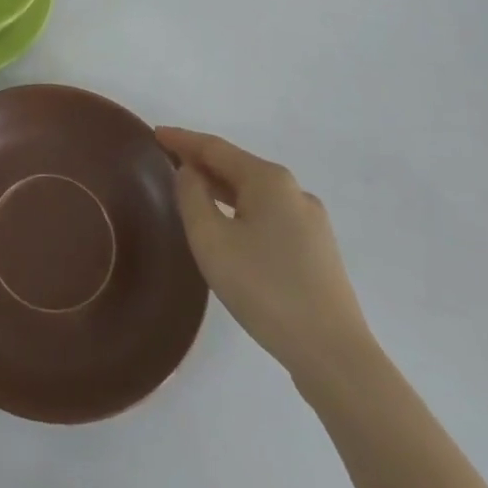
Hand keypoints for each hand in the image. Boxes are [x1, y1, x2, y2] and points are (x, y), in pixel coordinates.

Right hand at [156, 127, 374, 387]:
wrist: (333, 354)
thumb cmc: (264, 289)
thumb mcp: (211, 240)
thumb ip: (192, 197)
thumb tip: (190, 172)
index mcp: (269, 180)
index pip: (215, 148)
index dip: (182, 139)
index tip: (154, 133)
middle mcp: (294, 191)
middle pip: (237, 167)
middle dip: (201, 161)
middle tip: (166, 160)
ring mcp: (311, 222)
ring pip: (255, 193)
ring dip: (221, 187)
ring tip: (192, 191)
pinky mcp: (317, 250)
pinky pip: (269, 215)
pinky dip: (241, 209)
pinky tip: (229, 226)